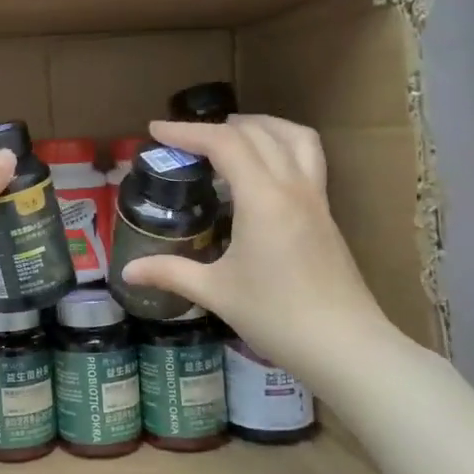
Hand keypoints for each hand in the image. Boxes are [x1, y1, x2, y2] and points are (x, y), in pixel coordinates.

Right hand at [120, 115, 397, 378]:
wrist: (346, 347)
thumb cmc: (277, 317)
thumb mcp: (216, 293)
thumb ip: (170, 273)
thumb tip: (127, 271)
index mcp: (263, 198)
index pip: (223, 143)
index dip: (186, 131)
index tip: (155, 130)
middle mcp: (292, 187)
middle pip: (256, 133)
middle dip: (215, 127)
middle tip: (183, 140)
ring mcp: (316, 198)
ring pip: (294, 137)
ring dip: (259, 126)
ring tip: (230, 135)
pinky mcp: (326, 214)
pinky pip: (307, 158)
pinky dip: (280, 145)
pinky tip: (262, 171)